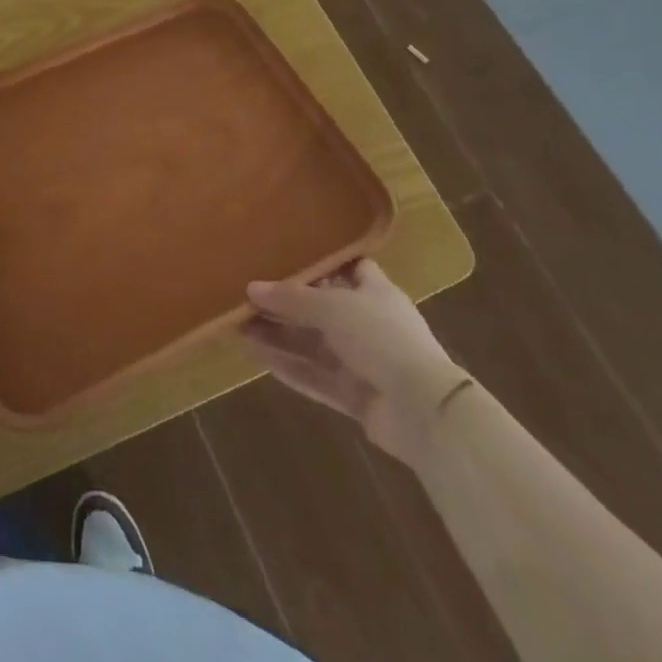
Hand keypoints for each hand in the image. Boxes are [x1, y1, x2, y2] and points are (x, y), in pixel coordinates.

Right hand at [244, 259, 467, 462]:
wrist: (423, 410)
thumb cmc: (381, 337)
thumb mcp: (332, 306)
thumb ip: (291, 298)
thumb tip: (251, 287)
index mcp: (375, 292)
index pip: (349, 268)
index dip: (322, 261)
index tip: (287, 251)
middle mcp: (369, 323)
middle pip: (321, 308)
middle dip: (286, 302)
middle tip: (246, 293)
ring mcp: (363, 362)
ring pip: (313, 344)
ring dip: (280, 335)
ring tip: (238, 324)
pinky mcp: (356, 396)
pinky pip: (315, 376)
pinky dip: (289, 366)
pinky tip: (257, 356)